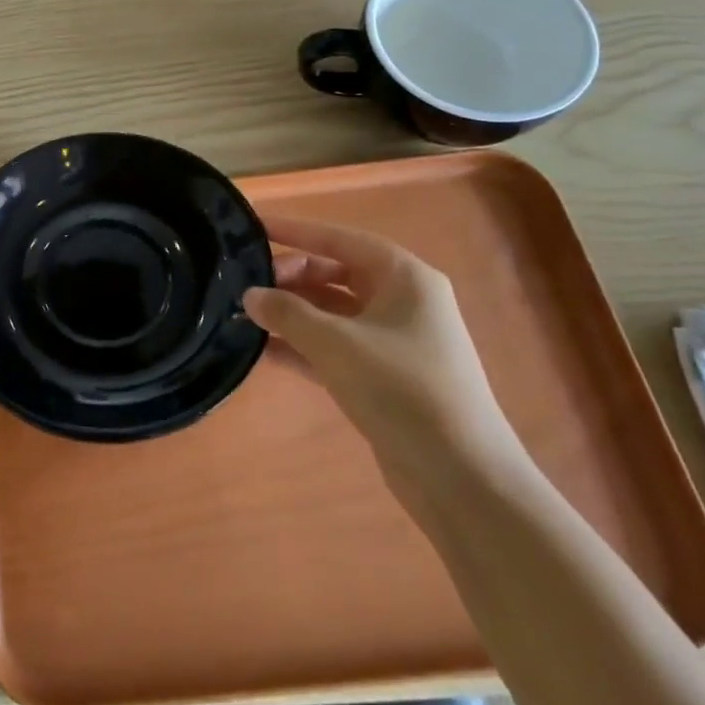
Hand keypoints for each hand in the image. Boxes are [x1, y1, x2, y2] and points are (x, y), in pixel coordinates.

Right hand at [243, 217, 520, 473]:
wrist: (460, 476)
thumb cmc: (401, 389)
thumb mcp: (335, 343)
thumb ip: (286, 313)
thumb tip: (249, 295)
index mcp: (404, 278)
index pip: (340, 239)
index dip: (296, 231)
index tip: (254, 227)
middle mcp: (402, 302)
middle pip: (335, 273)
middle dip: (291, 277)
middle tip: (247, 286)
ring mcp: (394, 342)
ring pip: (332, 312)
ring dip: (292, 313)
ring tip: (244, 315)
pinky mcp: (383, 377)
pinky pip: (334, 347)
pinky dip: (302, 345)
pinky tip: (262, 350)